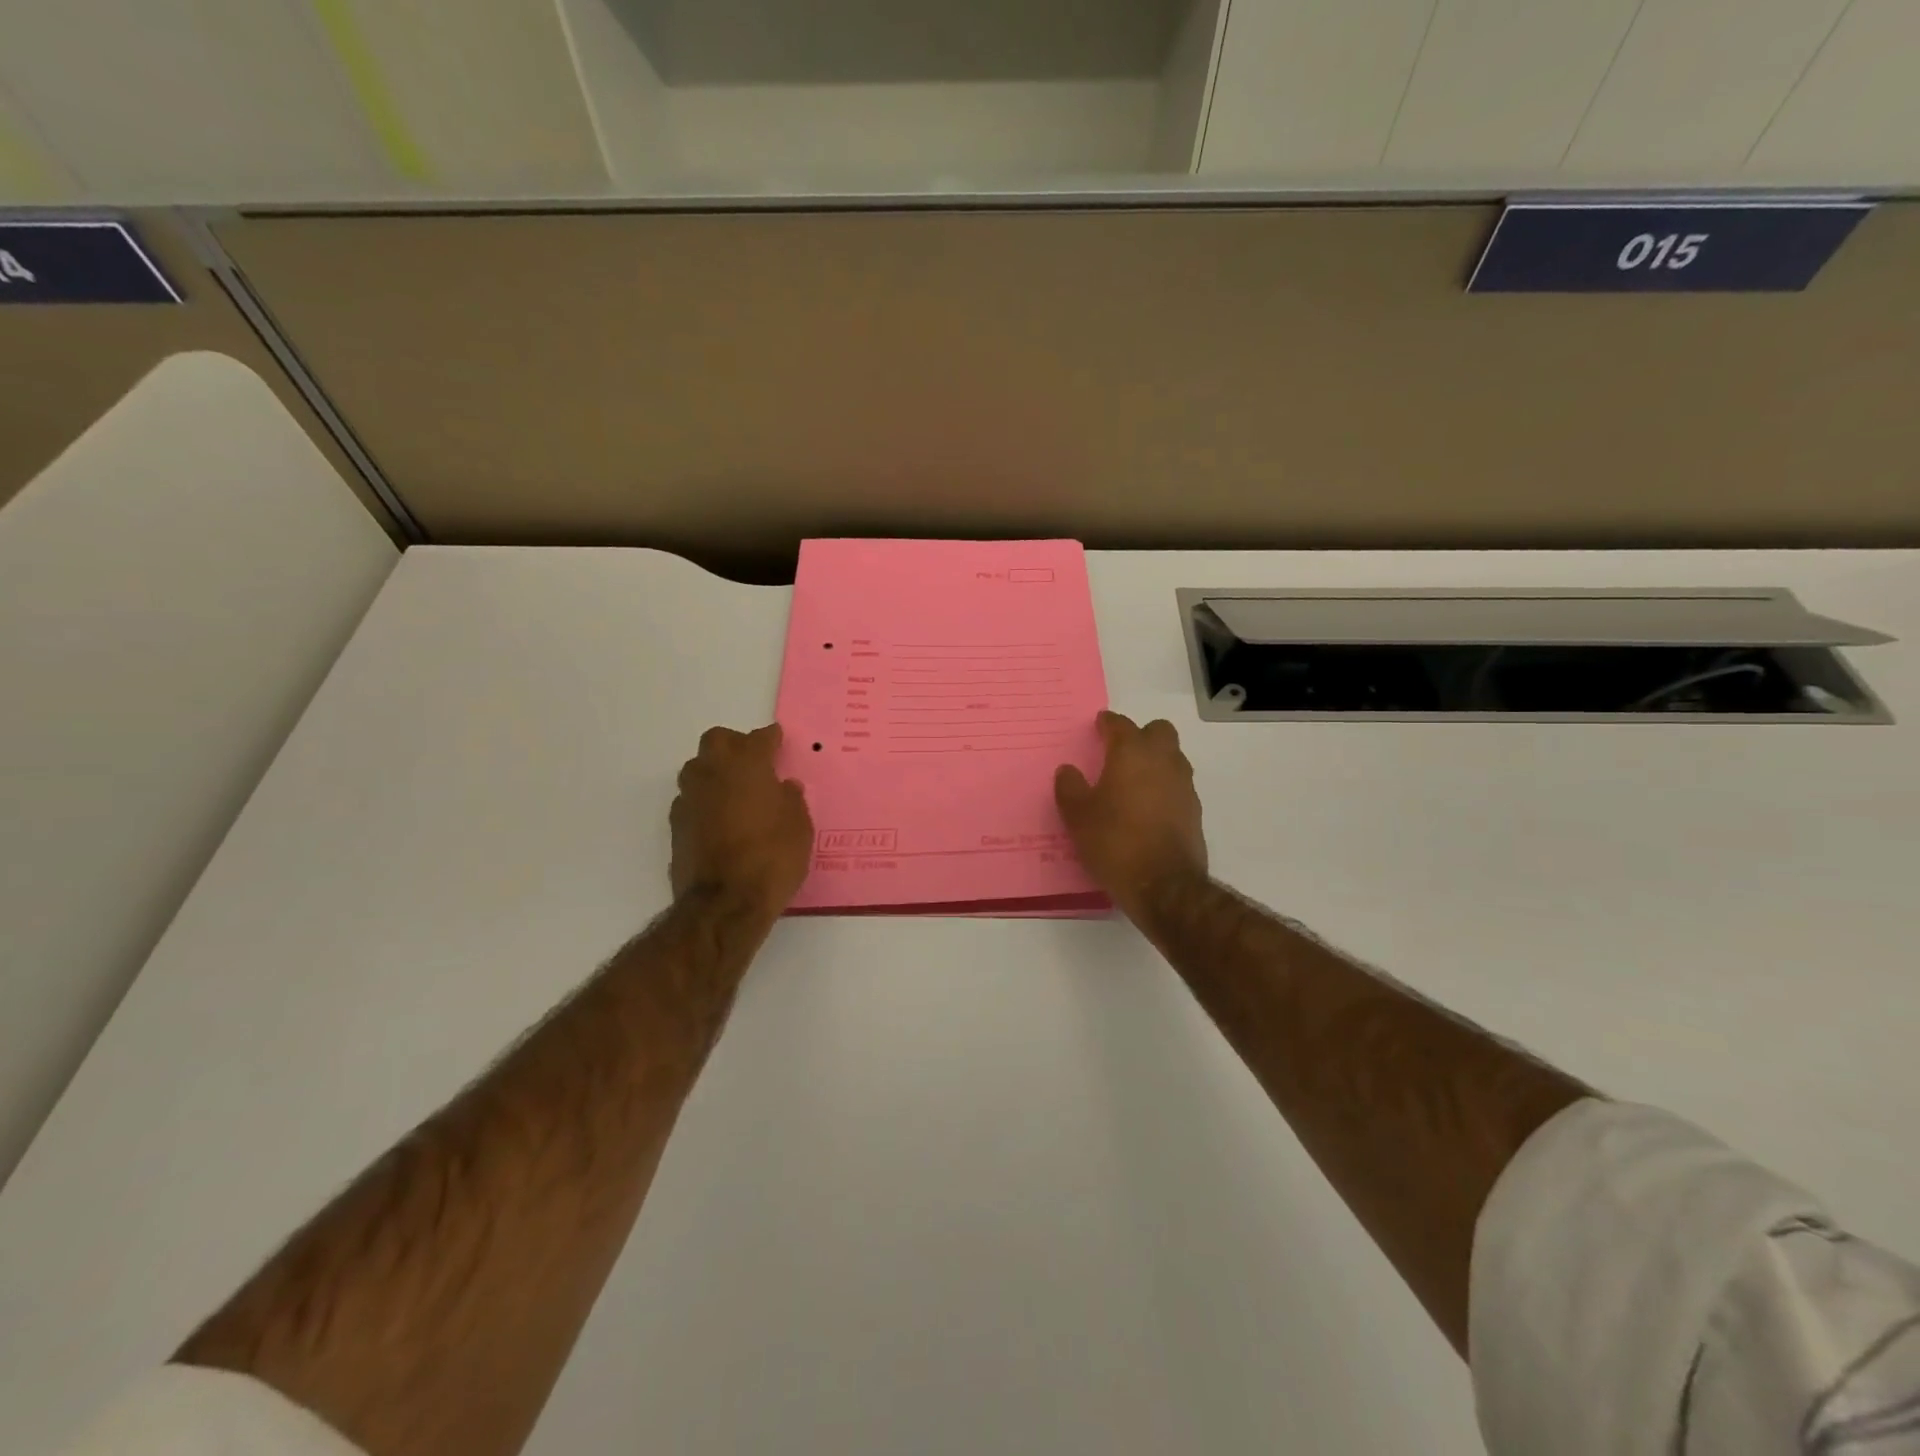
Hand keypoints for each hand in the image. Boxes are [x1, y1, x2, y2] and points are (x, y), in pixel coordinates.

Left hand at [670, 724, 812, 914]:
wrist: (725, 903)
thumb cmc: (772, 857)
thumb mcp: (799, 827)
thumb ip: (791, 800)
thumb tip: (784, 787)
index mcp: (747, 764)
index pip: (759, 738)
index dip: (771, 738)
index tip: (777, 740)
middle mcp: (713, 772)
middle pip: (717, 741)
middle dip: (735, 745)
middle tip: (753, 762)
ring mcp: (689, 798)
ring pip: (698, 768)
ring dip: (715, 772)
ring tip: (735, 791)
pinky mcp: (676, 825)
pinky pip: (691, 800)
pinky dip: (705, 802)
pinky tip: (720, 820)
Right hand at [1055, 711, 1207, 923]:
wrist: (1164, 886)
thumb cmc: (1114, 842)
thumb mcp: (1078, 816)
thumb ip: (1070, 788)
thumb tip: (1068, 770)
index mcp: (1132, 754)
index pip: (1121, 725)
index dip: (1108, 723)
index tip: (1099, 726)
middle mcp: (1163, 761)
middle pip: (1158, 732)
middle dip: (1140, 735)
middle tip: (1119, 751)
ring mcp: (1184, 786)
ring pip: (1173, 757)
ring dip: (1155, 760)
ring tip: (1132, 780)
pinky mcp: (1194, 811)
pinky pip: (1178, 786)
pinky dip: (1163, 787)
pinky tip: (1146, 807)